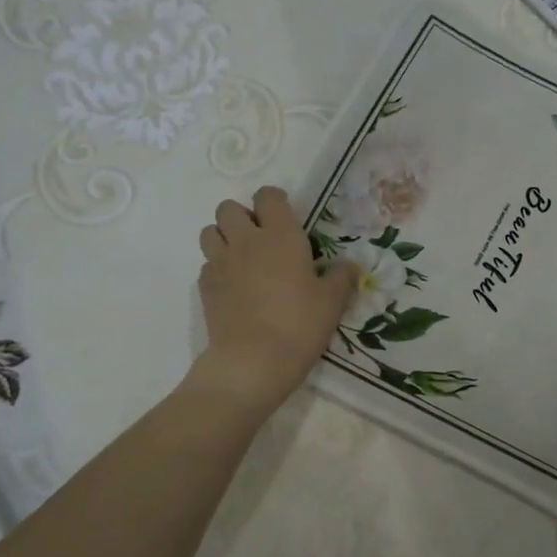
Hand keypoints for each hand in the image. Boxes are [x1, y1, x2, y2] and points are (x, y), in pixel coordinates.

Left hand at [192, 186, 358, 415]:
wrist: (253, 360)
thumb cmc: (299, 325)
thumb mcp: (332, 303)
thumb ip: (342, 278)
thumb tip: (351, 267)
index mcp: (280, 235)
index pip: (268, 196)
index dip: (275, 202)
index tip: (285, 218)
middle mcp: (246, 240)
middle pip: (229, 208)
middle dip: (243, 217)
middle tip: (261, 239)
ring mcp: (220, 262)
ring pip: (210, 231)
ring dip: (224, 237)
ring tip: (241, 258)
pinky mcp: (205, 286)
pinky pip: (207, 263)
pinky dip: (217, 267)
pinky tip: (233, 287)